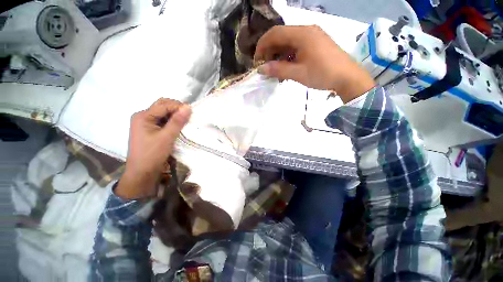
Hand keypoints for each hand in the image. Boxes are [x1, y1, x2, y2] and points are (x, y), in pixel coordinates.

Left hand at [116, 99, 191, 199]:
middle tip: (189, 116)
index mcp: (143, 116)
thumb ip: (177, 121)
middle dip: (176, 109)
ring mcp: (146, 123)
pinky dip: (172, 122)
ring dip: (175, 116)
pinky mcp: (150, 130)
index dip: (178, 106)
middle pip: (162, 106)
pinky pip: (163, 121)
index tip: (192, 112)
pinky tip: (179, 127)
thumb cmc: (152, 154)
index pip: (163, 105)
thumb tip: (188, 107)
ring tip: (186, 121)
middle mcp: (143, 117)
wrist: (142, 173)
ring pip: (163, 113)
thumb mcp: (167, 137)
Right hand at [255, 25, 374, 102]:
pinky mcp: (315, 43)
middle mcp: (306, 30)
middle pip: (281, 36)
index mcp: (302, 34)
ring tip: (275, 70)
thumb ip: (278, 70)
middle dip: (270, 51)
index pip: (275, 33)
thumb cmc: (322, 74)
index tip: (257, 61)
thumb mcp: (298, 73)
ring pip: (288, 42)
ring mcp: (312, 36)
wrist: (347, 77)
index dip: (262, 46)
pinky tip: (286, 67)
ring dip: (279, 55)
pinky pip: (296, 46)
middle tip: (265, 67)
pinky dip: (288, 56)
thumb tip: (261, 69)